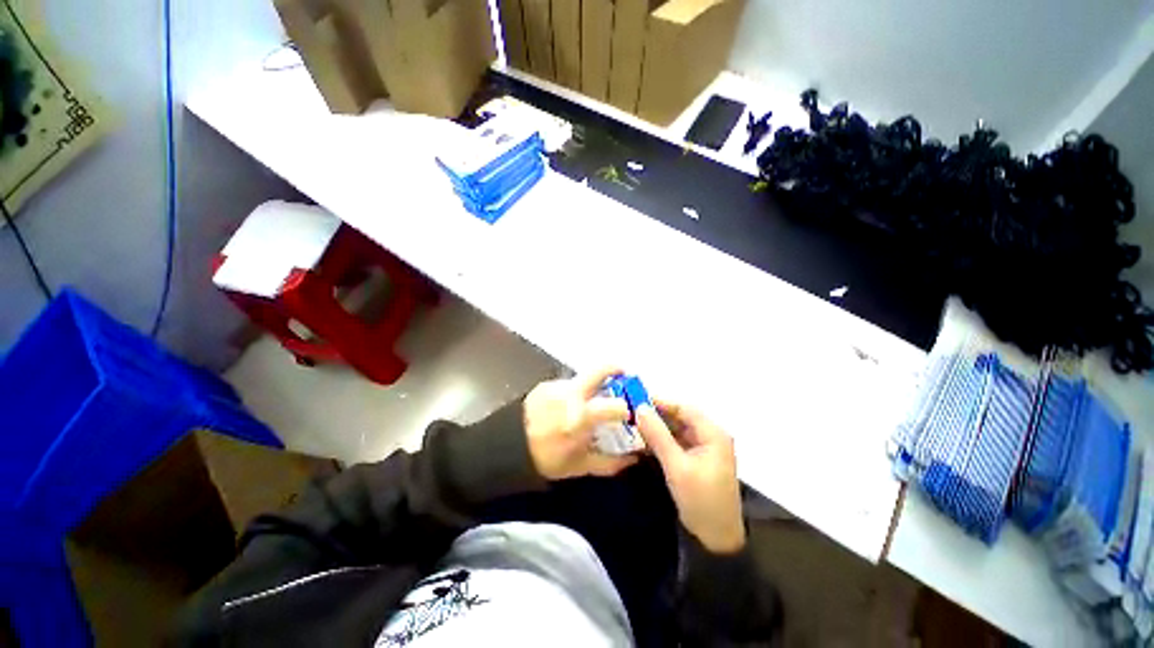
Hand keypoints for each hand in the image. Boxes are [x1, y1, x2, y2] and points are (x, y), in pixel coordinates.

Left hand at [523, 367, 638, 480]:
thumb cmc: (548, 459)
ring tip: (588, 403)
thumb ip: (611, 463)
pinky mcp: (545, 384)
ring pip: (583, 379)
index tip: (630, 411)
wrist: (509, 448)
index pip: (614, 405)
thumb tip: (634, 458)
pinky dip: (572, 392)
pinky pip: (566, 385)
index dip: (628, 407)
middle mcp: (570, 395)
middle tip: (624, 375)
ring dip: (591, 387)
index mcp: (581, 418)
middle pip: (600, 370)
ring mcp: (556, 386)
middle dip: (616, 369)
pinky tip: (566, 406)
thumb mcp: (581, 466)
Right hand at [636, 400, 745, 553]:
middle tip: (630, 411)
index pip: (684, 407)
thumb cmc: (701, 500)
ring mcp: (703, 447)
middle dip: (656, 414)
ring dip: (657, 426)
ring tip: (632, 423)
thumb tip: (639, 408)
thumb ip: (657, 435)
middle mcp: (709, 435)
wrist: (716, 539)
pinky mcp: (695, 458)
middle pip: (680, 416)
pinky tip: (643, 439)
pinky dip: (660, 439)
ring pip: (676, 428)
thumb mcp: (676, 466)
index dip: (660, 401)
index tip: (635, 399)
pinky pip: (676, 441)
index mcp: (712, 433)